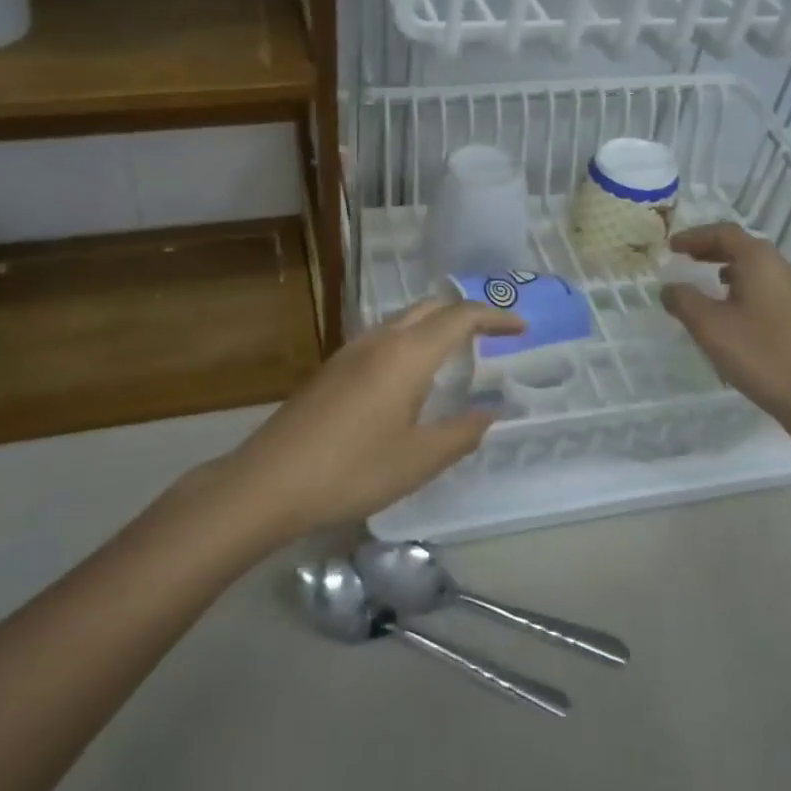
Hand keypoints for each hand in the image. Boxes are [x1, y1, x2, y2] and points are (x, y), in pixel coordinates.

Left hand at [214, 297, 524, 541]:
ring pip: (402, 321)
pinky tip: (410, 380)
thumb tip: (491, 413)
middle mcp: (380, 340)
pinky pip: (383, 339)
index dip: (494, 318)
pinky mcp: (332, 369)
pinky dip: (410, 344)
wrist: (269, 481)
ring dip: (434, 328)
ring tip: (456, 358)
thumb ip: (461, 433)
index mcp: (407, 354)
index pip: (460, 317)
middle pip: (430, 308)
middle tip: (492, 339)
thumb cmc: (352, 470)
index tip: (521, 328)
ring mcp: (350, 352)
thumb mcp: (418, 459)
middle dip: (464, 315)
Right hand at [661, 222, 790, 433]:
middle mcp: (783, 268)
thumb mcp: (709, 326)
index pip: (724, 233)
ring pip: (757, 269)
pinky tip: (733, 313)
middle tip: (685, 258)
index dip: (694, 236)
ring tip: (706, 284)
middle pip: (743, 247)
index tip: (671, 246)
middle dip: (711, 250)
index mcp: (761, 261)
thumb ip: (683, 300)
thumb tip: (670, 288)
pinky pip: (767, 289)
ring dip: (728, 270)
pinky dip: (743, 288)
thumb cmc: (760, 354)